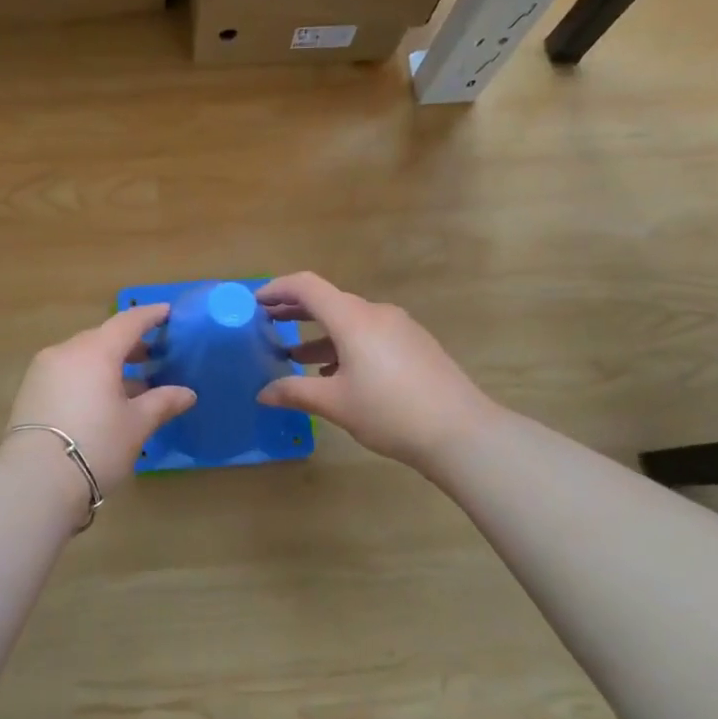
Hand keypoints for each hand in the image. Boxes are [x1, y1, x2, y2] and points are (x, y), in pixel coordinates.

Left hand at [2, 303, 196, 497]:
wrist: (33, 481)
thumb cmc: (96, 446)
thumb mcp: (136, 425)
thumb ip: (162, 403)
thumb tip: (187, 393)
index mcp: (96, 351)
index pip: (127, 322)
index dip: (149, 316)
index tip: (167, 313)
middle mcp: (66, 351)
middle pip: (102, 338)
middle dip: (128, 345)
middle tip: (151, 357)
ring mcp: (43, 370)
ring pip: (82, 356)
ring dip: (107, 364)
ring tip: (130, 386)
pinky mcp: (30, 391)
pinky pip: (66, 372)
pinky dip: (87, 377)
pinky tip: (101, 400)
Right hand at [255, 273, 495, 474]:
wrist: (462, 432)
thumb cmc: (391, 412)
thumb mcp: (335, 404)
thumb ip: (295, 392)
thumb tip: (263, 393)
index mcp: (352, 319)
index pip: (307, 286)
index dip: (277, 288)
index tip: (255, 302)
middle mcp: (376, 313)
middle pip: (328, 301)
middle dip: (295, 311)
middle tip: (267, 324)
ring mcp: (400, 327)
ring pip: (350, 321)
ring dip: (320, 333)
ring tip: (295, 355)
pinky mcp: (415, 344)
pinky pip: (370, 334)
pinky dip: (345, 345)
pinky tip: (337, 373)